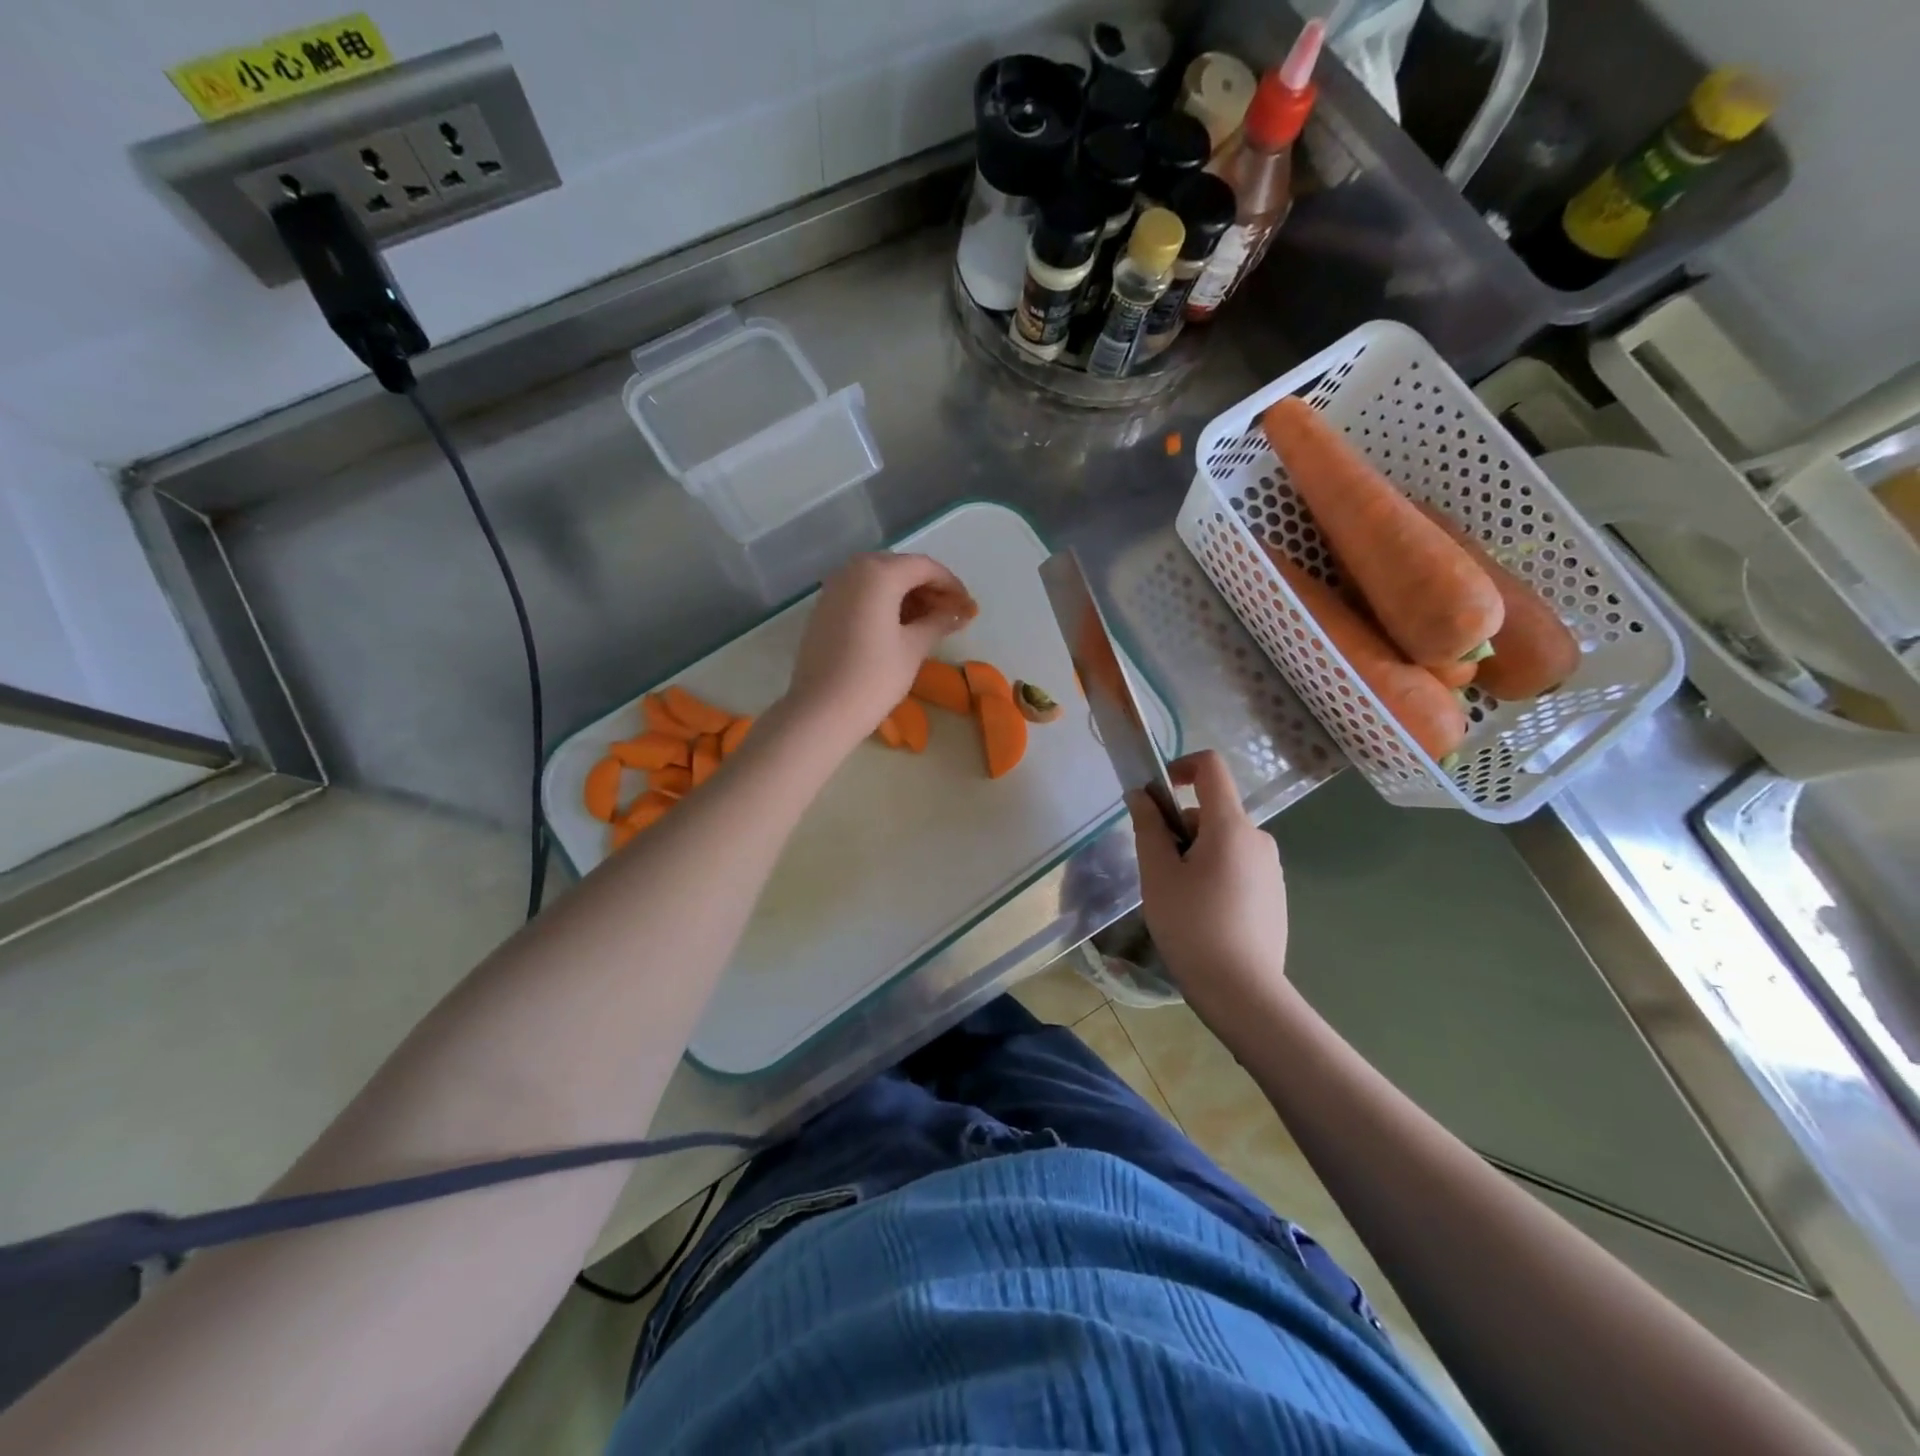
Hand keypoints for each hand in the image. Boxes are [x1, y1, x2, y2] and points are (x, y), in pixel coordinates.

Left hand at [786, 553, 971, 751]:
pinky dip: (883, 603)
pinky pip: (861, 594)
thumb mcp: (913, 648)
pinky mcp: (824, 608)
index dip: (951, 585)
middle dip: (928, 589)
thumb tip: (958, 613)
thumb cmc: (874, 678)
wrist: (821, 711)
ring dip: (906, 595)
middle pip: (901, 569)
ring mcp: (834, 588)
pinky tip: (899, 628)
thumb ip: (938, 622)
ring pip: (879, 580)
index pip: (925, 567)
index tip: (967, 607)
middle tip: (950, 616)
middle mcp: (853, 570)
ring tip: (928, 624)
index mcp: (879, 573)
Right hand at [1129, 751, 1289, 1011]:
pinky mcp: (1274, 894)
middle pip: (1211, 812)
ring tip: (1179, 899)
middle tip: (1159, 872)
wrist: (1242, 991)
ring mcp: (1270, 868)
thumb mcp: (1158, 873)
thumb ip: (1148, 827)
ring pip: (1222, 842)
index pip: (1210, 768)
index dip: (1180, 767)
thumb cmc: (1192, 925)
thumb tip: (1141, 795)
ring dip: (1195, 855)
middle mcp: (1258, 838)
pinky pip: (1237, 866)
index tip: (1155, 795)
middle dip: (1179, 830)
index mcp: (1231, 826)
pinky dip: (1214, 875)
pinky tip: (1203, 915)